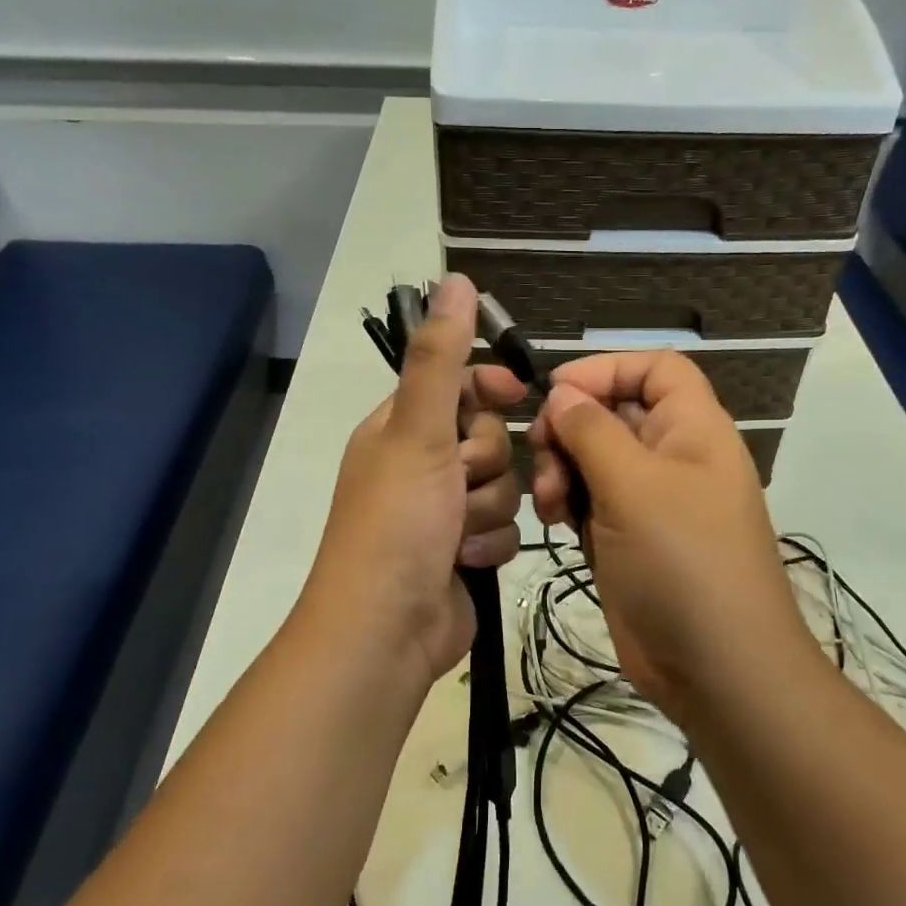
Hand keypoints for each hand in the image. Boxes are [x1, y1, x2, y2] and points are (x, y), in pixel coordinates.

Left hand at [300, 275, 525, 698]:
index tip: (517, 392)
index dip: (488, 385)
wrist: (388, 627)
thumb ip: (440, 358)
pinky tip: (467, 561)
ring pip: (503, 486)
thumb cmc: (398, 522)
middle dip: (484, 464)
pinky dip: (490, 545)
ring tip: (457, 535)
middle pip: (489, 437)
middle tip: (457, 485)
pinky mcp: (465, 550)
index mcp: (400, 429)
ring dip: (487, 510)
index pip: (457, 384)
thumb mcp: (418, 431)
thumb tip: (452, 279)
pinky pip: (504, 529)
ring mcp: (443, 511)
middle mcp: (421, 464)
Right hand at [528, 351, 814, 722]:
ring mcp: (651, 502)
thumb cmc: (682, 562)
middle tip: (541, 451)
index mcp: (693, 429)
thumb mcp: (634, 486)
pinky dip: (568, 505)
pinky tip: (554, 523)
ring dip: (563, 470)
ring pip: (595, 460)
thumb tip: (564, 393)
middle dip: (572, 427)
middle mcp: (674, 457)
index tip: (556, 390)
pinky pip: (591, 503)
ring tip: (549, 502)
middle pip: (615, 413)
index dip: (607, 368)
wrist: (716, 667)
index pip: (656, 368)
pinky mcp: (629, 540)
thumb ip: (593, 431)